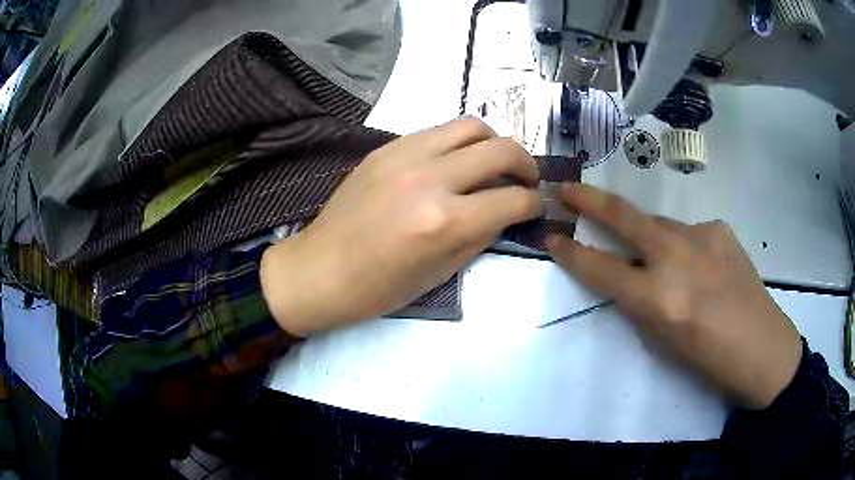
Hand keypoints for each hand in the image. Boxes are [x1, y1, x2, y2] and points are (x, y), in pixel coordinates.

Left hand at [260, 117, 541, 336]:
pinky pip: (437, 131)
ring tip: (494, 163)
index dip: (533, 204)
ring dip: (494, 143)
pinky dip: (459, 143)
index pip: (512, 199)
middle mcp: (429, 178)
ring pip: (470, 126)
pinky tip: (455, 163)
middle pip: (501, 149)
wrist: (320, 269)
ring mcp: (405, 155)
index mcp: (444, 221)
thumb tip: (506, 212)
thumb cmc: (378, 288)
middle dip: (526, 164)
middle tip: (526, 180)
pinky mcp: (386, 148)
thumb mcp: (441, 274)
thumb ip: (481, 236)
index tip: (534, 207)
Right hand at [547, 183, 802, 409]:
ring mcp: (702, 235)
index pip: (601, 268)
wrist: (762, 347)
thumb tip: (628, 274)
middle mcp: (676, 257)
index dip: (571, 253)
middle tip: (565, 188)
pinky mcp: (720, 228)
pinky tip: (700, 265)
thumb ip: (641, 301)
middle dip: (588, 200)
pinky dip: (683, 245)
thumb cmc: (708, 359)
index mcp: (659, 298)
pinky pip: (689, 232)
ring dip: (648, 236)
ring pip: (659, 225)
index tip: (551, 237)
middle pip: (624, 217)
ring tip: (660, 260)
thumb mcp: (663, 340)